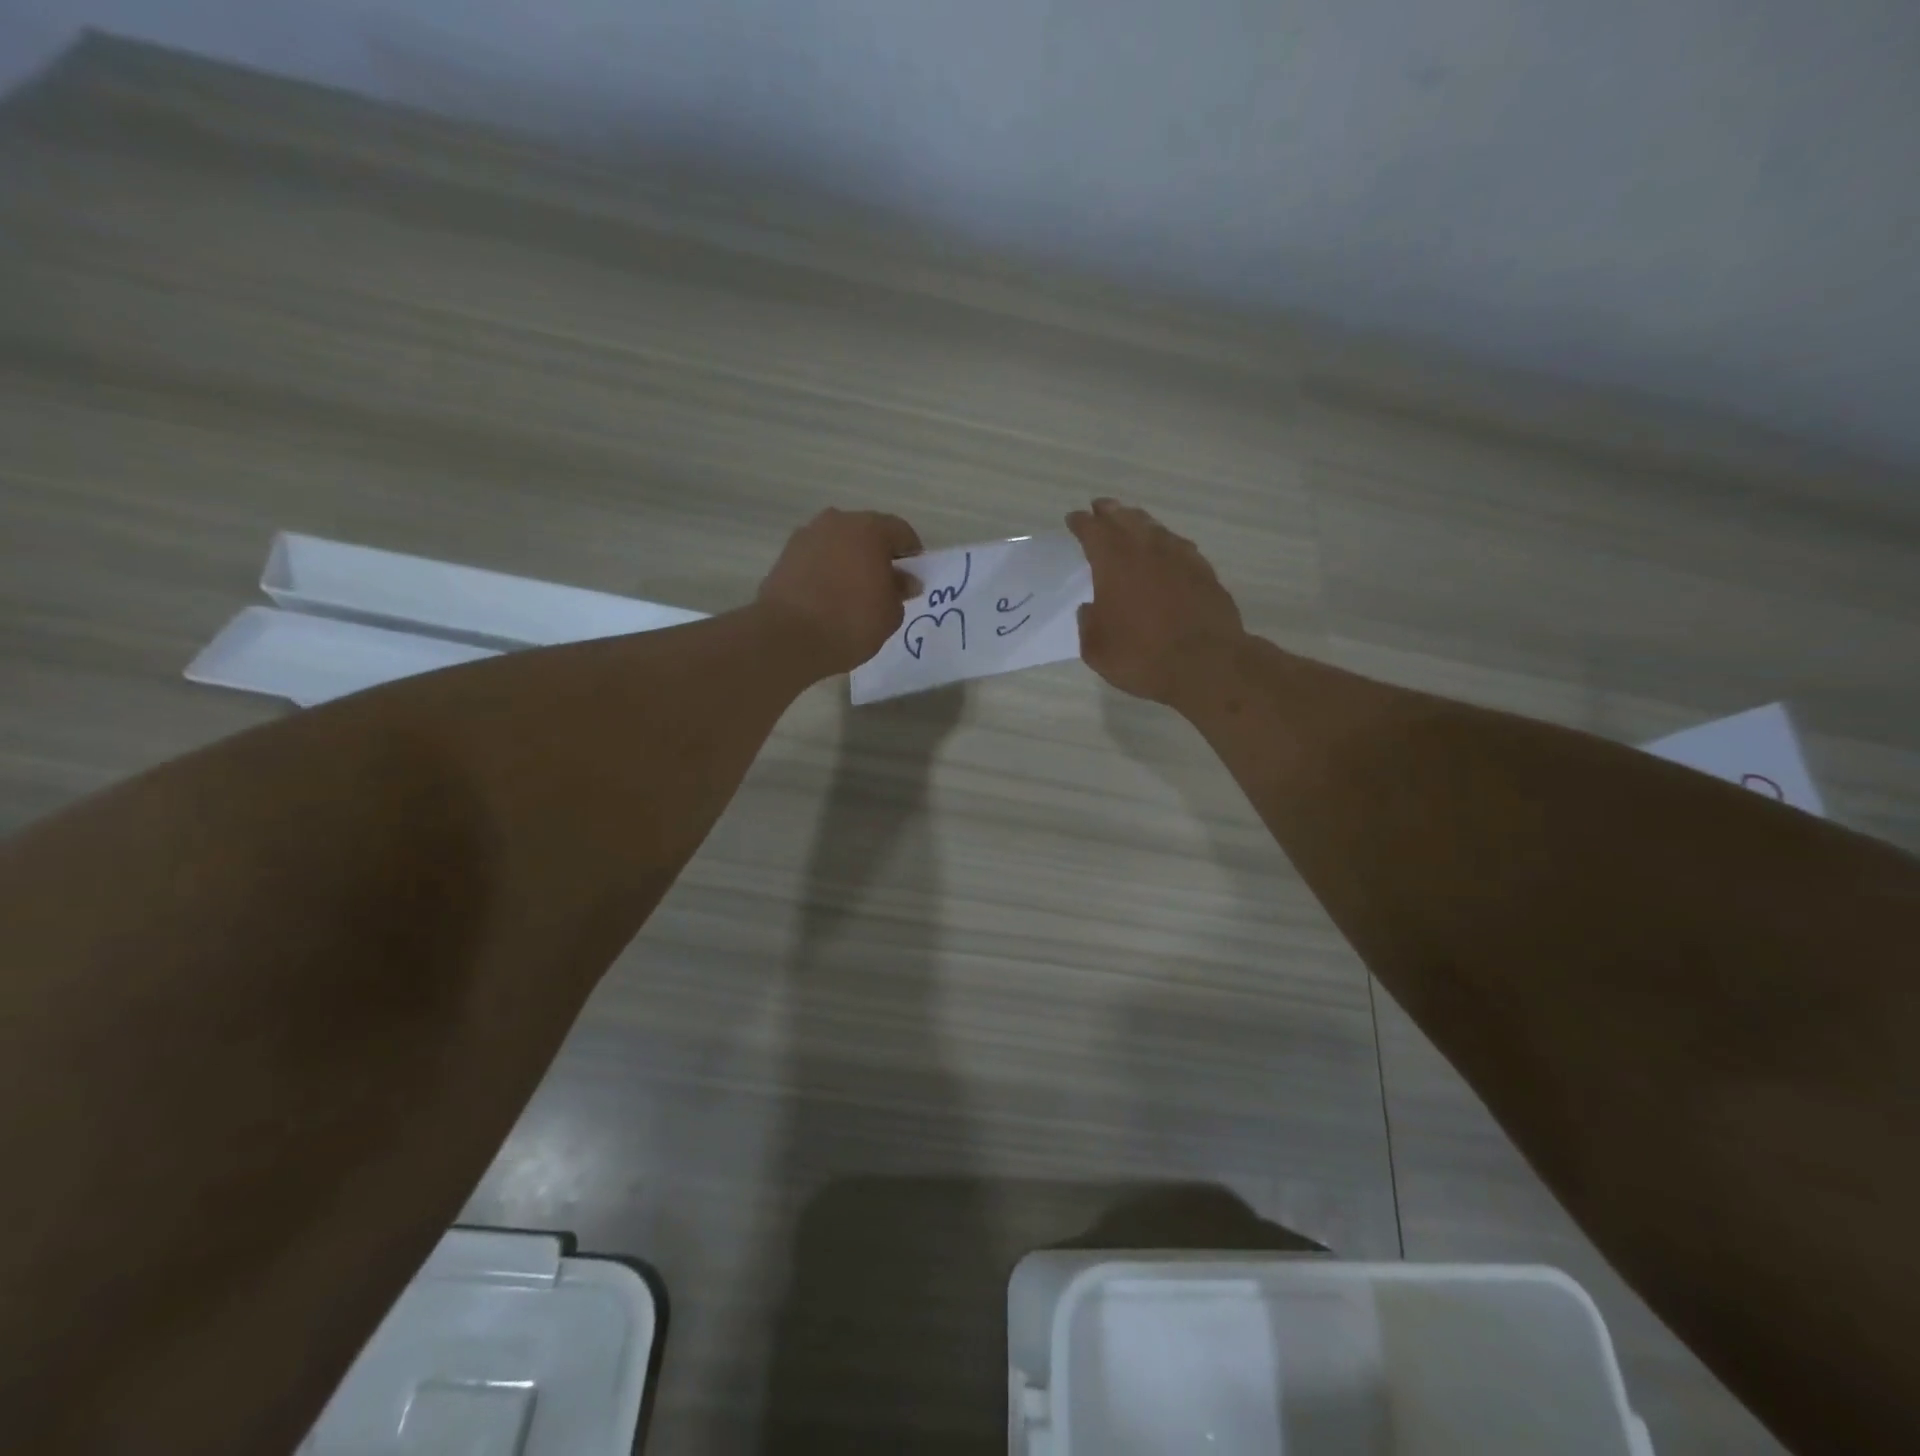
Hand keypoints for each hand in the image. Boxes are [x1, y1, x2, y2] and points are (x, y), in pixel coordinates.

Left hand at [757, 508, 922, 674]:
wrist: (787, 637)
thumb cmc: (850, 622)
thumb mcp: (890, 614)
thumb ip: (900, 591)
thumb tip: (904, 580)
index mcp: (869, 529)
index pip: (901, 532)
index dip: (912, 555)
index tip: (912, 580)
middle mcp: (836, 522)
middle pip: (867, 533)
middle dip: (878, 555)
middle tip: (884, 586)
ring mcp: (806, 536)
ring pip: (839, 544)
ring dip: (850, 561)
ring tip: (854, 593)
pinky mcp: (784, 556)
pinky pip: (817, 559)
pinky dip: (827, 571)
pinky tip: (829, 597)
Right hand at [1066, 498, 1243, 704]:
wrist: (1206, 664)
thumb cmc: (1141, 656)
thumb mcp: (1097, 648)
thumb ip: (1089, 623)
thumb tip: (1091, 608)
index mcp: (1114, 563)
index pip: (1093, 531)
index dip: (1081, 523)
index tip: (1074, 518)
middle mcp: (1147, 550)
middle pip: (1126, 520)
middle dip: (1110, 512)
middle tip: (1101, 507)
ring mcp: (1180, 558)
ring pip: (1155, 529)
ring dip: (1139, 522)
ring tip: (1131, 521)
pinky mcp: (1204, 572)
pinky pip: (1179, 547)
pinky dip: (1166, 543)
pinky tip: (1167, 549)